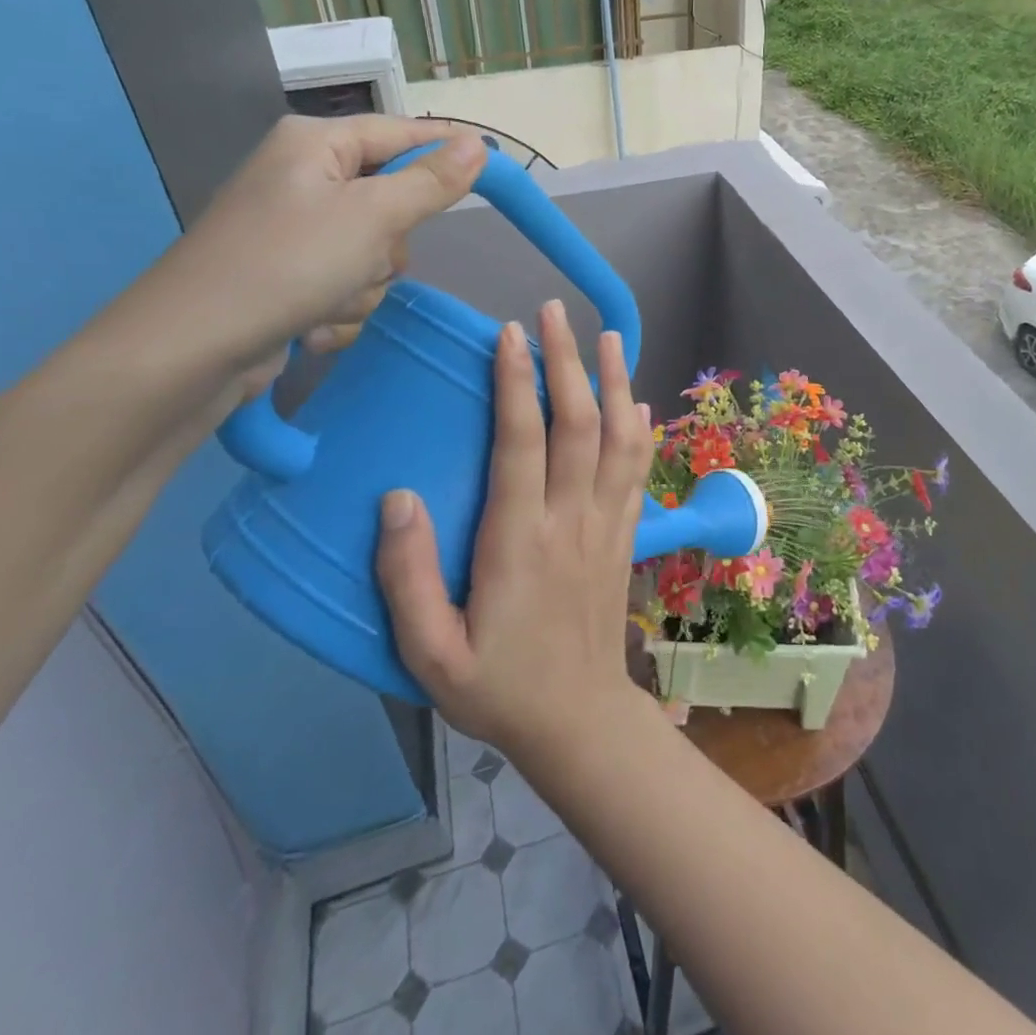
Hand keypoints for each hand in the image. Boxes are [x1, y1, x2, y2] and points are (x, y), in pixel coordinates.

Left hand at [106, 114, 487, 378]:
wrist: (195, 348)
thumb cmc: (288, 263)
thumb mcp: (373, 217)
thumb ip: (430, 181)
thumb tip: (478, 144)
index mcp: (315, 145)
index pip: (402, 133)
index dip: (448, 148)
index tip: (495, 164)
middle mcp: (304, 180)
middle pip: (393, 203)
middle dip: (390, 245)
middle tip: (367, 257)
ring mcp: (296, 233)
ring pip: (375, 255)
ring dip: (365, 286)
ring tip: (329, 301)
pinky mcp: (290, 278)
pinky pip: (348, 287)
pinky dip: (341, 311)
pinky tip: (313, 326)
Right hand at [376, 300, 655, 762]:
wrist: (578, 722)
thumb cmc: (499, 687)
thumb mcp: (430, 654)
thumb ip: (408, 578)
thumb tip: (397, 499)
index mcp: (520, 542)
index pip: (523, 443)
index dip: (517, 383)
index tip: (511, 334)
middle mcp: (571, 521)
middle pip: (578, 425)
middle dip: (567, 361)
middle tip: (553, 312)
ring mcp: (607, 526)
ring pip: (619, 439)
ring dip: (614, 382)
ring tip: (607, 335)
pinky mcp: (625, 537)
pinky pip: (638, 472)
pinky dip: (639, 430)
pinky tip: (636, 401)